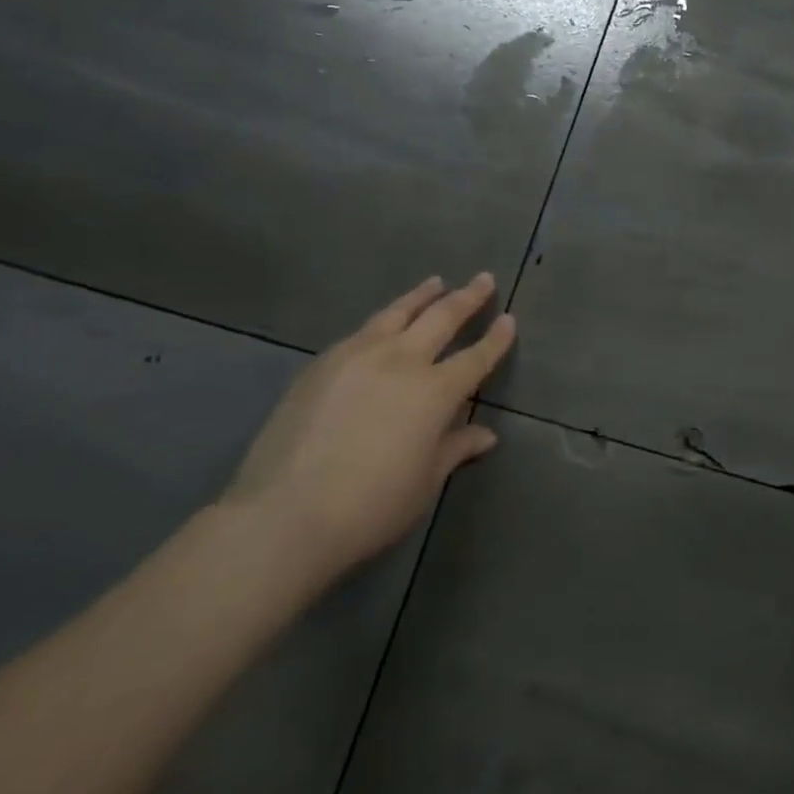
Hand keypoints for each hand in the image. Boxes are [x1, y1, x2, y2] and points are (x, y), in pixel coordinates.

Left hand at [221, 273, 514, 585]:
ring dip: (422, 296)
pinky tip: (383, 324)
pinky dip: (384, 320)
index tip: (509, 319)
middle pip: (442, 318)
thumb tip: (486, 435)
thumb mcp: (424, 483)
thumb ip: (455, 449)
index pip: (476, 357)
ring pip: (398, 313)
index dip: (496, 339)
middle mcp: (402, 361)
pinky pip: (363, 331)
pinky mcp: (323, 364)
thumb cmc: (370, 507)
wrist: (284, 514)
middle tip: (483, 279)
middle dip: (467, 298)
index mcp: (435, 392)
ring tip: (435, 282)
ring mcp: (358, 356)